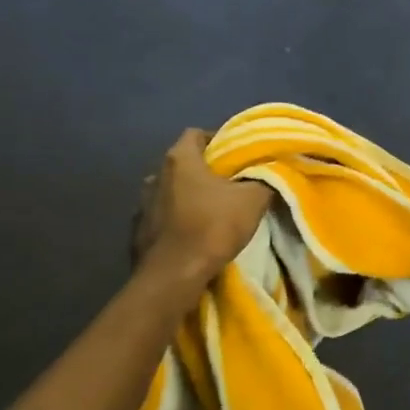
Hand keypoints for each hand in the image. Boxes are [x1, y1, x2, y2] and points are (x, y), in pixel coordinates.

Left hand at [133, 129, 271, 288]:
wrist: (173, 275)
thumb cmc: (212, 227)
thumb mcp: (253, 200)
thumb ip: (264, 180)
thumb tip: (271, 172)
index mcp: (179, 159)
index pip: (196, 134)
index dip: (218, 140)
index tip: (237, 155)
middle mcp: (155, 174)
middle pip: (184, 163)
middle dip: (206, 170)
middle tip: (231, 183)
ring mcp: (142, 203)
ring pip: (172, 190)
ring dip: (189, 195)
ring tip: (212, 209)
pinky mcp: (138, 230)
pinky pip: (162, 215)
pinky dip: (177, 218)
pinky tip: (193, 232)